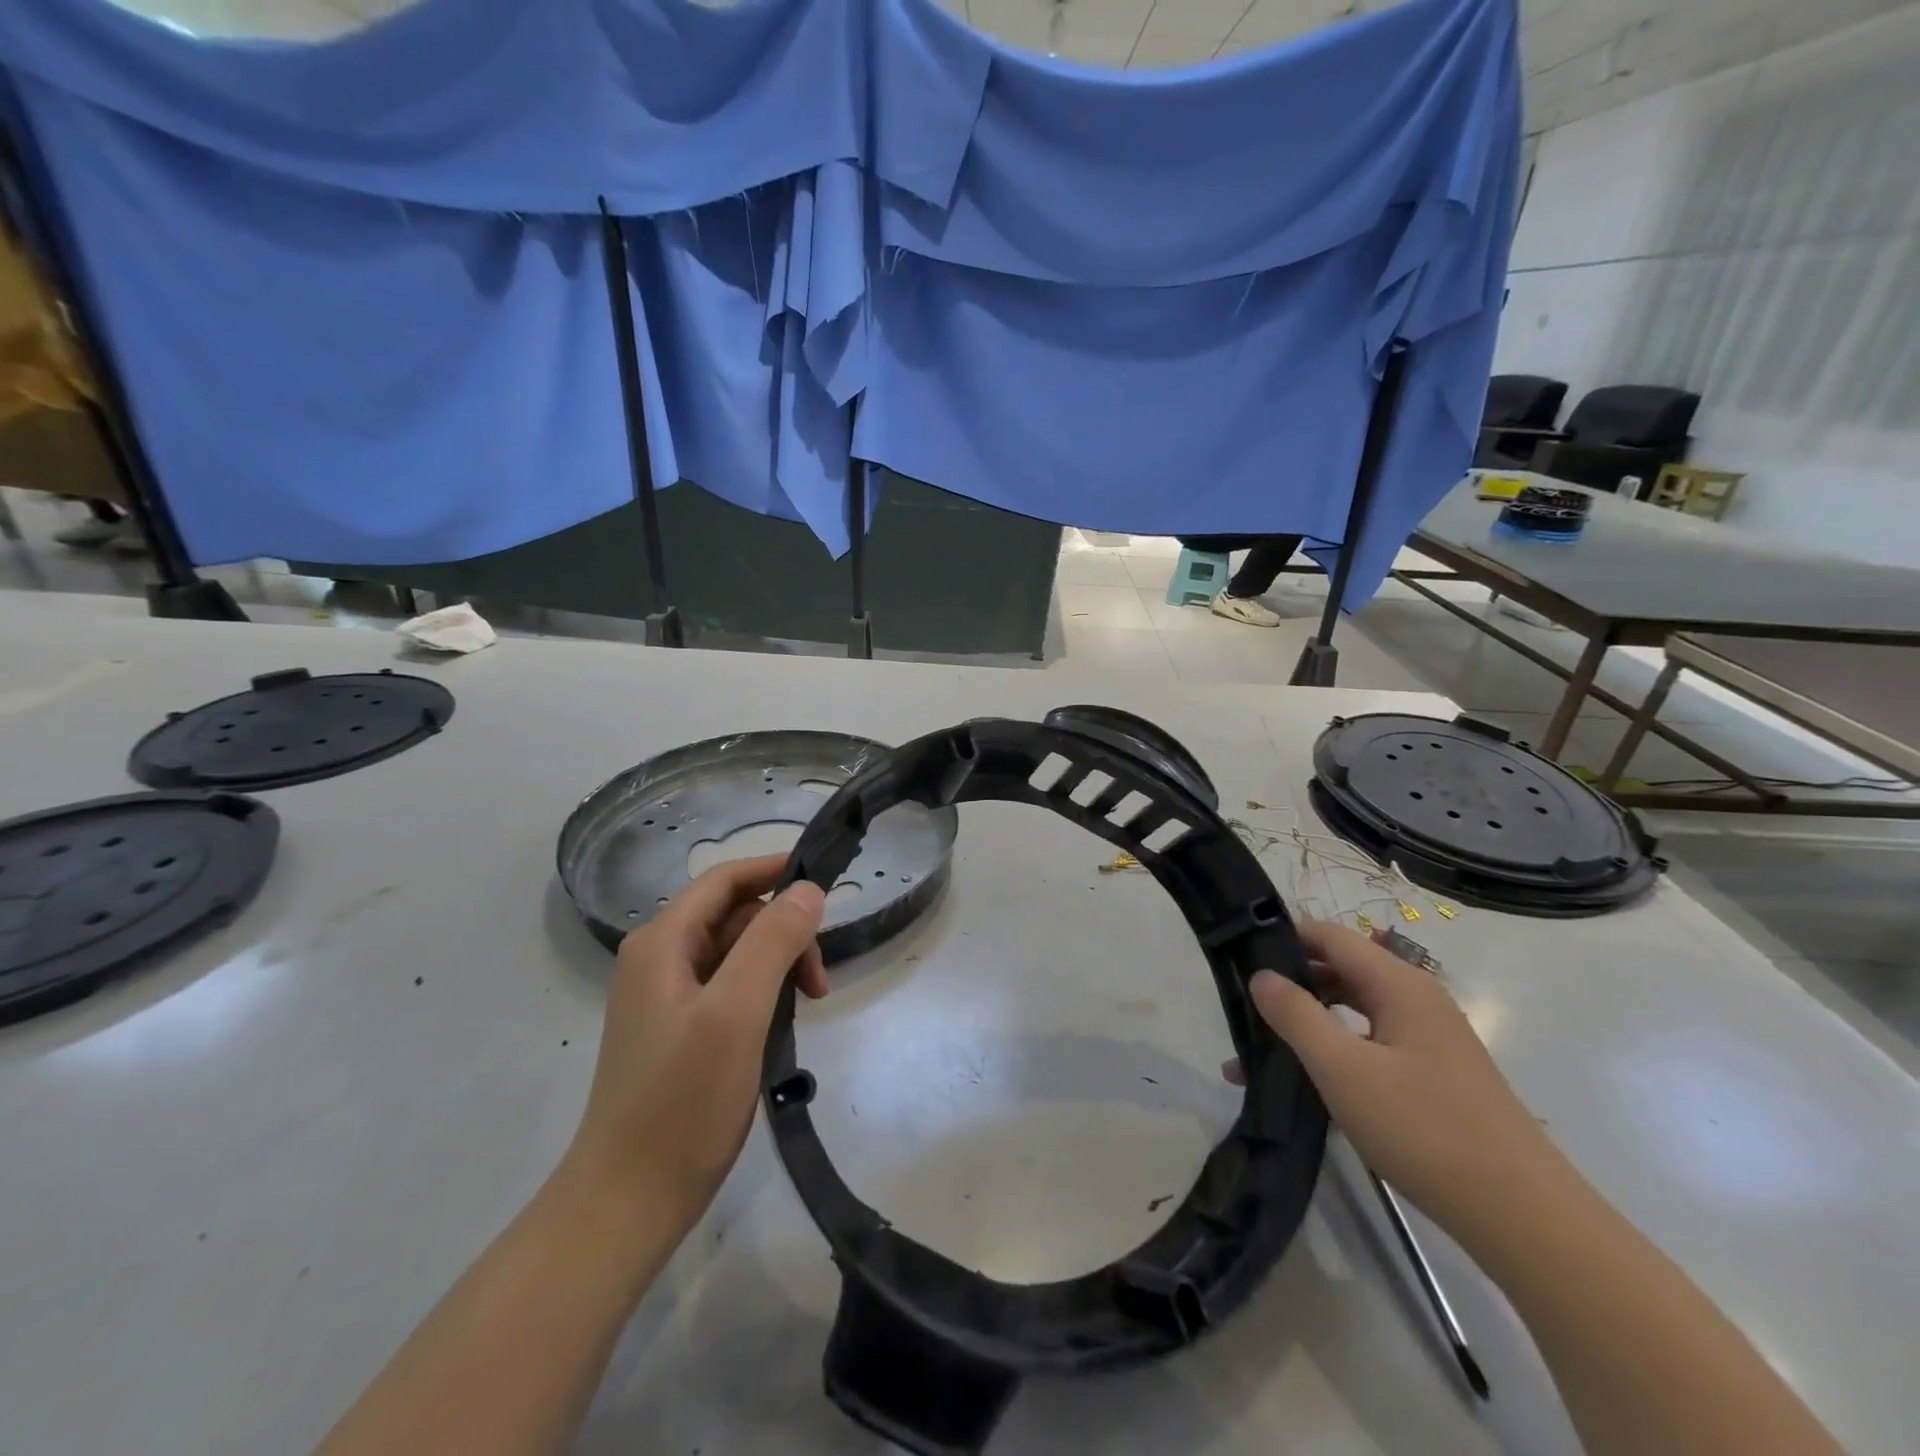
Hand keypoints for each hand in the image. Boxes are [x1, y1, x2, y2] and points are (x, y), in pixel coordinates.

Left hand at [564, 855, 827, 1231]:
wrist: (628, 1201)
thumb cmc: (682, 1101)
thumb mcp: (737, 1012)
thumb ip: (773, 941)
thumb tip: (808, 890)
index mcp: (662, 943)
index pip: (725, 880)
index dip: (774, 870)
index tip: (825, 882)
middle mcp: (659, 959)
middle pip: (734, 916)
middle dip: (783, 932)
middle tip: (819, 981)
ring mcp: (666, 997)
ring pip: (736, 952)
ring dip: (778, 964)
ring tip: (807, 1006)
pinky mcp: (678, 1029)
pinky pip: (730, 986)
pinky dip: (763, 992)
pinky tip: (779, 1025)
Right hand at [1228, 920, 1565, 1245]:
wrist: (1523, 1218)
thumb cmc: (1424, 1129)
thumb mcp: (1342, 1069)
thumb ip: (1295, 1015)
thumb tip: (1262, 975)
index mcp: (1399, 984)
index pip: (1330, 936)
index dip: (1284, 938)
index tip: (1238, 956)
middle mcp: (1416, 1000)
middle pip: (1340, 971)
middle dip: (1290, 987)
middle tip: (1242, 1010)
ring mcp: (1429, 1040)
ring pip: (1352, 1013)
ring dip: (1306, 1027)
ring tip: (1258, 1058)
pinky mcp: (1435, 1077)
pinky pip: (1370, 1046)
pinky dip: (1334, 1055)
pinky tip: (1305, 1088)